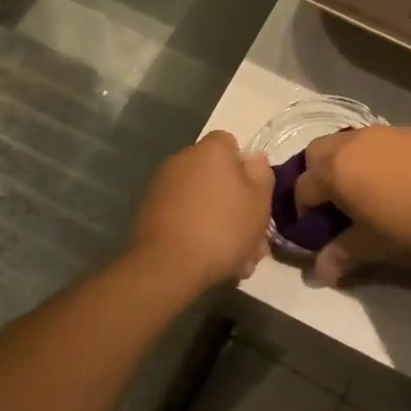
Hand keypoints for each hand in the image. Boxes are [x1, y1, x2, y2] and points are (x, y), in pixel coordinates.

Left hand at [129, 132, 272, 292]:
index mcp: (211, 150)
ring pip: (200, 198)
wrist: (168, 266)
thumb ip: (261, 174)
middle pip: (215, 173)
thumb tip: (253, 159)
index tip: (253, 194)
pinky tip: (206, 258)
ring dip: (215, 218)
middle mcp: (183, 159)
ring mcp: (162, 185)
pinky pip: (182, 215)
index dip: (245, 168)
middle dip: (232, 199)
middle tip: (248, 233)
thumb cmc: (223, 228)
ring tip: (232, 255)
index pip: (230, 144)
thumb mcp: (260, 201)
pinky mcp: (149, 211)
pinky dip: (194, 230)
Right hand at [292, 127, 410, 285]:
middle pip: (318, 153)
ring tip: (366, 193)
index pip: (303, 187)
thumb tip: (321, 272)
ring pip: (349, 143)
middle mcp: (353, 143)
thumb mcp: (375, 246)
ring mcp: (383, 132)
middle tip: (334, 206)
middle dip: (317, 176)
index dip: (304, 212)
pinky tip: (396, 182)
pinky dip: (374, 157)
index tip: (317, 233)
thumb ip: (343, 254)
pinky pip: (378, 141)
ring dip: (346, 163)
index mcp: (335, 169)